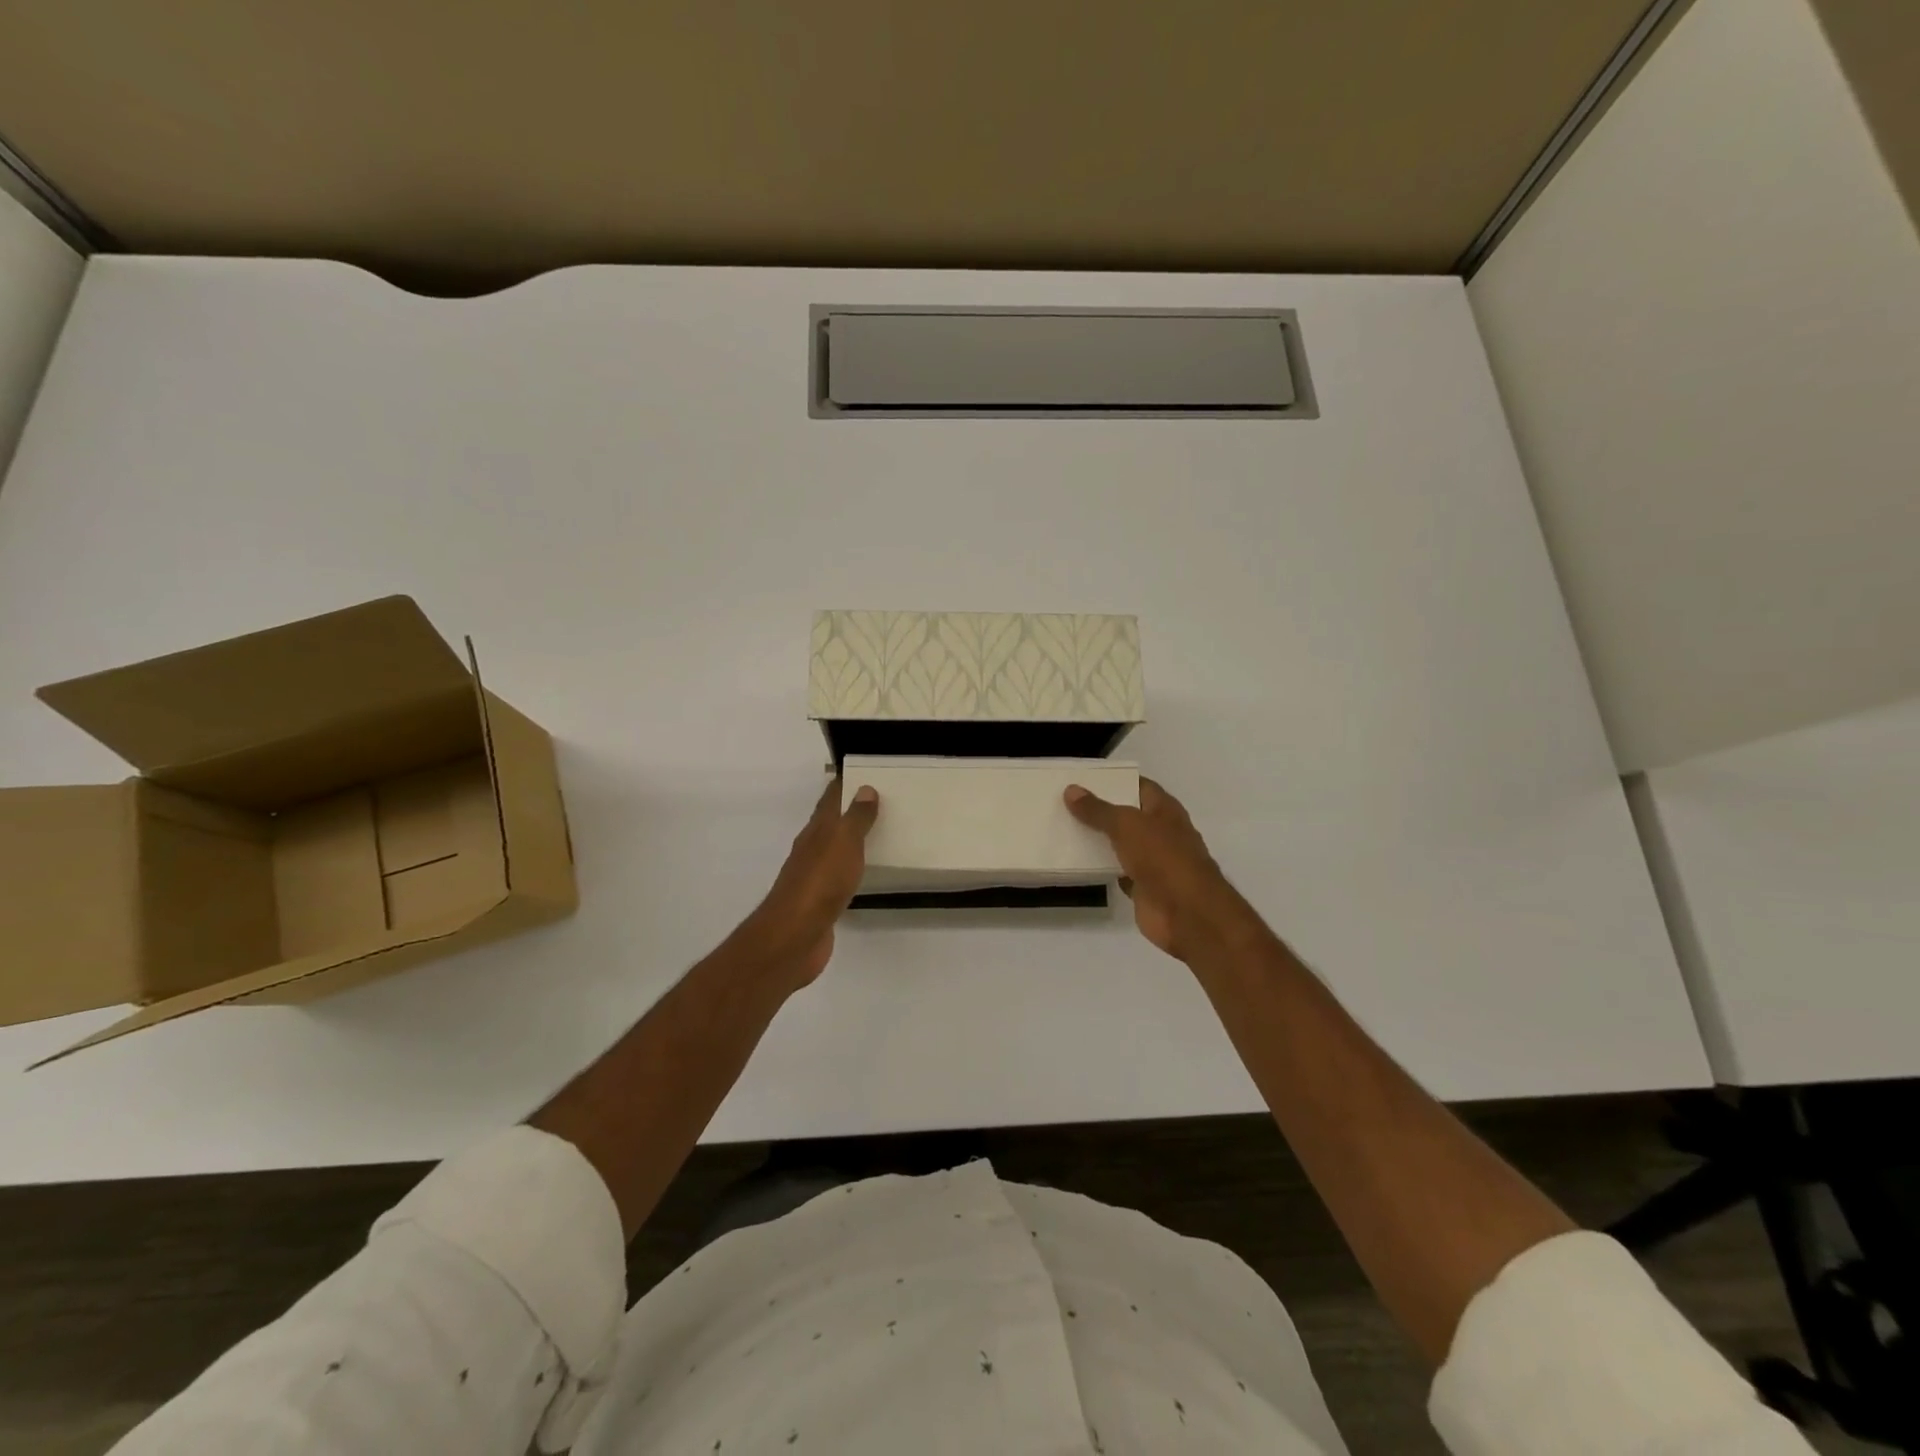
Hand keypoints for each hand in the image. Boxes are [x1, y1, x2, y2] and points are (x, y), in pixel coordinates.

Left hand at [732, 778, 879, 991]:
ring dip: (853, 839)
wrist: (794, 937)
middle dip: (852, 810)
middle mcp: (812, 849)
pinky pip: (840, 876)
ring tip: (880, 832)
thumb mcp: (843, 843)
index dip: (845, 784)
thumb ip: (856, 818)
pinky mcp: (821, 902)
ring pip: (836, 849)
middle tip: (882, 800)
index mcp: (816, 831)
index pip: (830, 799)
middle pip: (832, 823)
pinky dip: (853, 868)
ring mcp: (814, 877)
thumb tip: (865, 788)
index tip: (865, 771)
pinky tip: (865, 872)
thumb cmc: (820, 883)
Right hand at [1065, 777, 1264, 963]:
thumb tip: (1071, 790)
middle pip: (1128, 816)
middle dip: (1101, 810)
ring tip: (1064, 828)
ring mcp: (1154, 862)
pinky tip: (1077, 863)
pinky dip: (1102, 869)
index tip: (1084, 778)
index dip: (1115, 781)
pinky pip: (1118, 872)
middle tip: (1065, 802)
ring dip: (1099, 840)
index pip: (1139, 786)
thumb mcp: (1126, 825)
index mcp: (1165, 810)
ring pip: (1121, 845)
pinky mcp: (1144, 888)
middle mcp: (1161, 832)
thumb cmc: (1163, 858)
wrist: (1187, 913)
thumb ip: (1098, 810)